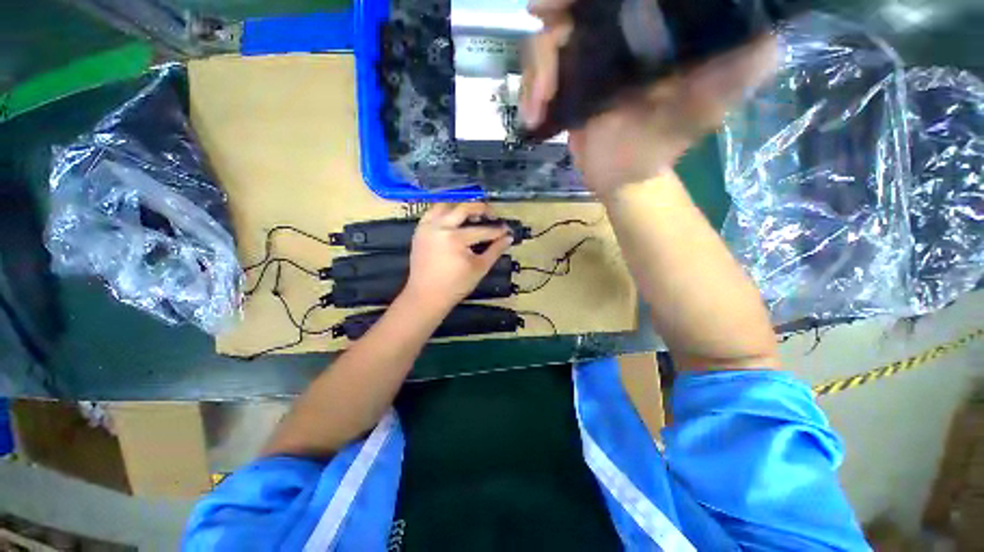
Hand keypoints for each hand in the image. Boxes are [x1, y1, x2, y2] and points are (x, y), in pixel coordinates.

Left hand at [403, 203, 512, 313]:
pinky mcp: (420, 230)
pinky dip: (445, 211)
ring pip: (446, 204)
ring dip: (461, 206)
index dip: (498, 230)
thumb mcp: (479, 268)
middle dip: (482, 209)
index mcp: (456, 238)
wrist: (426, 296)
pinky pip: (432, 212)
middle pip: (464, 208)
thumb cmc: (455, 286)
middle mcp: (440, 226)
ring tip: (472, 214)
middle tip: (492, 215)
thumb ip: (495, 250)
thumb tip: (509, 238)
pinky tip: (453, 218)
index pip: (483, 230)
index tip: (507, 230)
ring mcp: (427, 226)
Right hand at [520, 0, 776, 195]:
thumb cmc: (658, 149)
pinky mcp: (570, 79)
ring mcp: (591, 55)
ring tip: (536, 109)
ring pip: (551, 37)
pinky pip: (540, 71)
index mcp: (656, 32)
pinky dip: (530, 90)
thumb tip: (769, 44)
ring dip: (536, 70)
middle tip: (541, 31)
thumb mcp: (695, 118)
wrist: (621, 177)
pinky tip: (531, 116)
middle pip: (579, 6)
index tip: (569, 0)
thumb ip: (726, 83)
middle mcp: (623, 33)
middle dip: (555, 14)